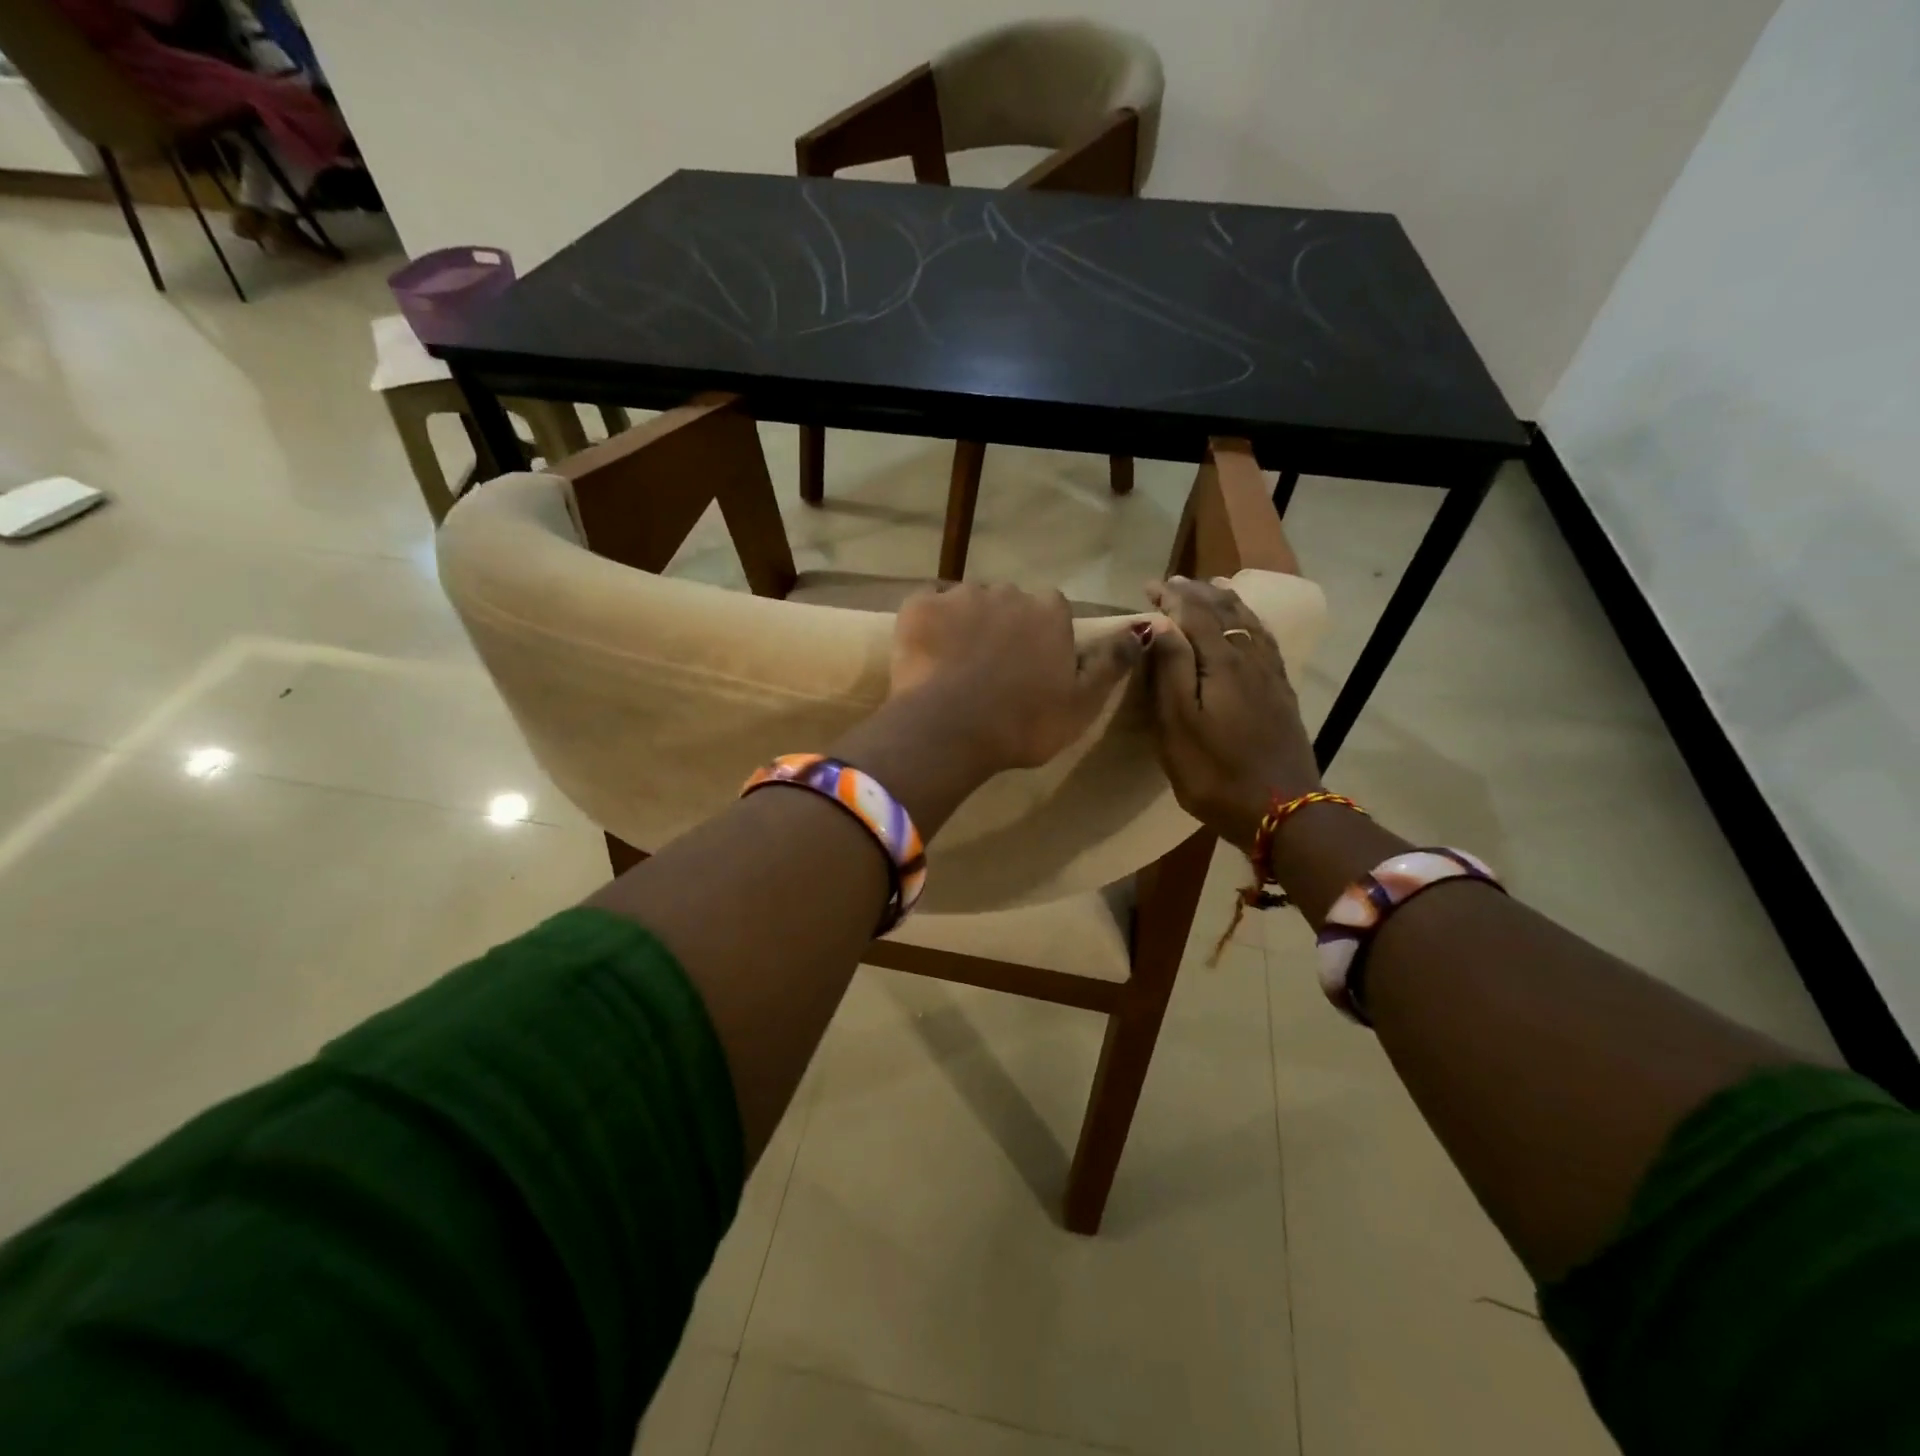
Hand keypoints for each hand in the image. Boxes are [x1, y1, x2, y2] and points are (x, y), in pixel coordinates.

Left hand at [889, 583, 1149, 775]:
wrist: (950, 729)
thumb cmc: (1023, 723)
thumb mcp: (1082, 704)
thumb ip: (1111, 664)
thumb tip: (1141, 630)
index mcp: (1049, 612)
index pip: (1051, 611)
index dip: (1041, 637)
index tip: (1032, 666)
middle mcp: (1007, 592)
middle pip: (1008, 604)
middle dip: (1002, 628)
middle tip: (991, 670)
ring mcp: (960, 595)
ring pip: (966, 604)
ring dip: (964, 625)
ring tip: (956, 667)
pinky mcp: (919, 606)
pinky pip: (926, 608)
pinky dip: (928, 626)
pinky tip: (926, 656)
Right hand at [1145, 576, 1321, 851]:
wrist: (1283, 810)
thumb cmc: (1216, 772)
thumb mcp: (1178, 725)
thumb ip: (1170, 670)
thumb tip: (1161, 623)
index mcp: (1222, 663)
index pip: (1196, 614)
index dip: (1173, 597)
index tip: (1150, 585)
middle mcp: (1250, 659)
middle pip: (1226, 612)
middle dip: (1198, 593)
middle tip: (1175, 583)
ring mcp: (1270, 677)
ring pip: (1250, 623)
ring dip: (1228, 601)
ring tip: (1214, 586)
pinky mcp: (1282, 695)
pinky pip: (1266, 642)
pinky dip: (1252, 622)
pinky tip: (1249, 626)